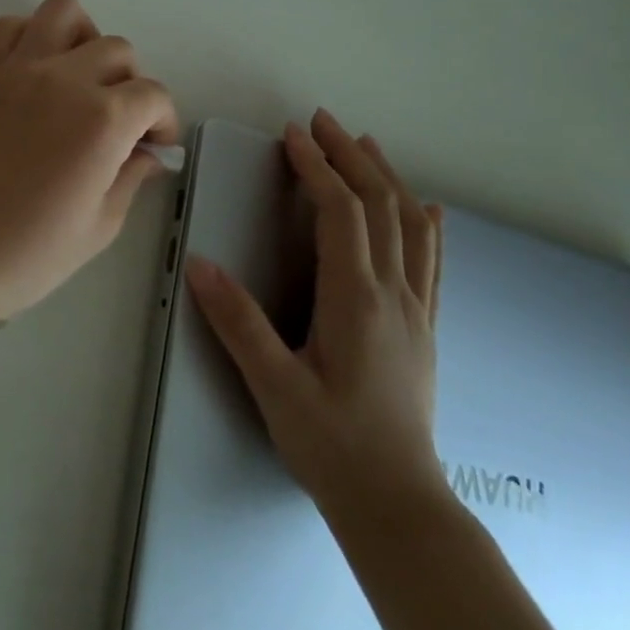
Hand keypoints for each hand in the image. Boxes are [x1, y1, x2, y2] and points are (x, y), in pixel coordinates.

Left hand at [0, 0, 179, 322]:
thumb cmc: (30, 253)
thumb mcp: (100, 226)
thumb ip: (131, 177)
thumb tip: (149, 153)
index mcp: (103, 119)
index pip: (153, 94)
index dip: (163, 121)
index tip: (155, 146)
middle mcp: (65, 79)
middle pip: (116, 49)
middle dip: (130, 82)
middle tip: (120, 121)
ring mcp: (19, 69)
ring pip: (64, 13)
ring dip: (84, 38)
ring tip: (82, 78)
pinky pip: (8, 27)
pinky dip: (29, 34)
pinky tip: (37, 69)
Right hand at [187, 109, 445, 527]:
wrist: (399, 506)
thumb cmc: (332, 444)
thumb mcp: (274, 386)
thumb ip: (238, 322)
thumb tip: (199, 263)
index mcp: (356, 300)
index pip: (342, 213)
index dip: (318, 167)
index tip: (294, 134)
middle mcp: (394, 294)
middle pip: (380, 206)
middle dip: (350, 157)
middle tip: (322, 122)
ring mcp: (416, 311)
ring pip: (409, 226)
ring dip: (386, 178)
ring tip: (365, 145)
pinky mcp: (424, 328)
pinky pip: (431, 261)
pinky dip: (424, 224)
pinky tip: (426, 210)